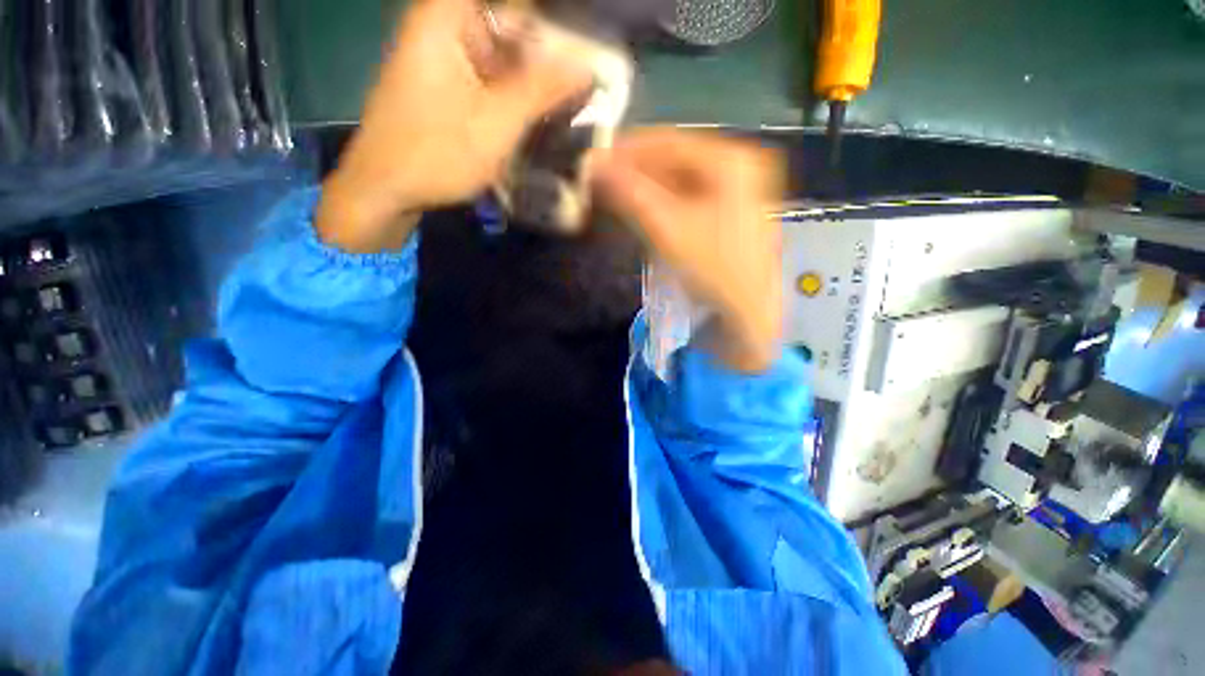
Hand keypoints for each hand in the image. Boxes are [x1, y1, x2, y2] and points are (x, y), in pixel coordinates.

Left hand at [317, 0, 589, 252]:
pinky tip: (543, 109)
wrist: (386, 189)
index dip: (550, 20)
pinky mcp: (448, 83)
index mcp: (447, 16)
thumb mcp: (498, 122)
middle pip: (509, 23)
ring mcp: (445, 56)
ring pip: (504, 52)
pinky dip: (517, 90)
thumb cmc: (437, 152)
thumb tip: (588, 66)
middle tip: (587, 75)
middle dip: (549, 48)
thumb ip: (543, 89)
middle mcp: (444, 25)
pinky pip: (492, 75)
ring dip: (536, 73)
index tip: (584, 43)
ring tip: (575, 94)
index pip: (515, 3)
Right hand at [592, 129, 784, 372]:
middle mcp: (737, 164)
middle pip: (674, 159)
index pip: (668, 141)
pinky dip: (661, 203)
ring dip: (646, 188)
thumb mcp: (667, 228)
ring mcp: (736, 189)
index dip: (627, 150)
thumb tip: (592, 164)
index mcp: (731, 158)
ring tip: (614, 197)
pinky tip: (641, 211)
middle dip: (635, 171)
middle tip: (600, 183)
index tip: (594, 161)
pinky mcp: (728, 212)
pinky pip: (687, 198)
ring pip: (679, 180)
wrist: (747, 313)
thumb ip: (629, 193)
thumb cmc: (713, 268)